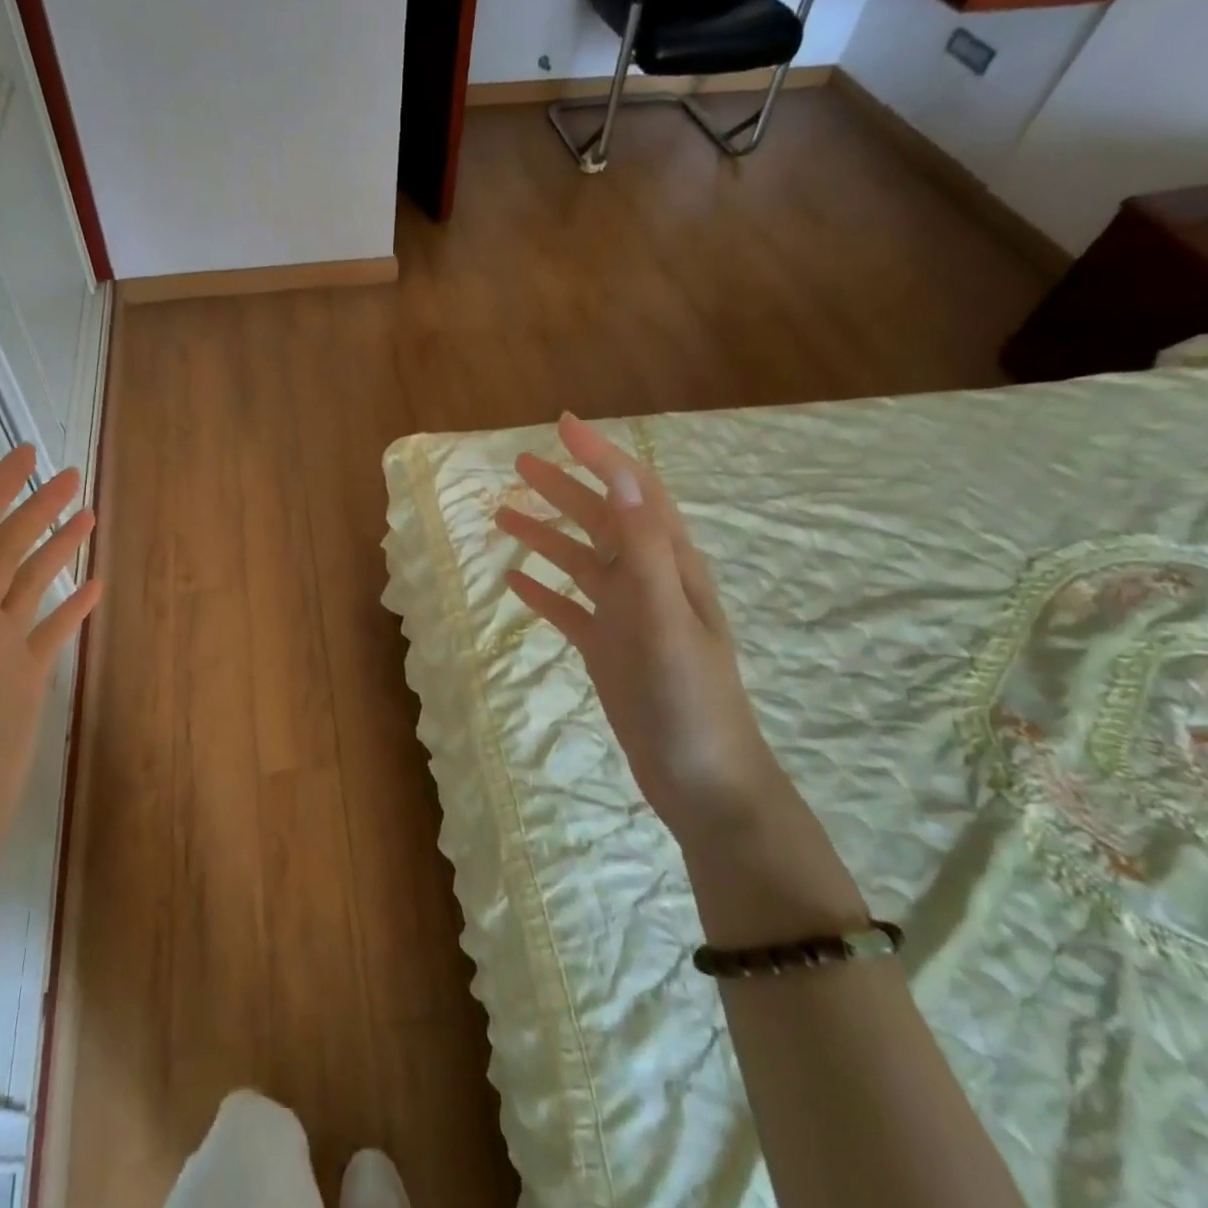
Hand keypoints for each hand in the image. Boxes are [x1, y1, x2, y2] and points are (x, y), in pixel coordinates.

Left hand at [0, 445, 101, 938]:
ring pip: (31, 584)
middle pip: (7, 550)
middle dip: (36, 509)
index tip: (27, 453)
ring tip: (87, 516)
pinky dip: (71, 605)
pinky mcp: (25, 676)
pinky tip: (92, 586)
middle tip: (72, 477)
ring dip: (56, 548)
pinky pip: (50, 629)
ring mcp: (0, 646)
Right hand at [495, 414, 785, 849]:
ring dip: (545, 534)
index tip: (562, 425)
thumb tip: (622, 477)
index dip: (601, 456)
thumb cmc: (690, 699)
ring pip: (580, 561)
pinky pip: (569, 609)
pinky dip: (544, 590)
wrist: (705, 782)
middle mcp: (648, 582)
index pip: (634, 493)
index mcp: (669, 566)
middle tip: (519, 465)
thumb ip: (643, 548)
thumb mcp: (666, 619)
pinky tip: (516, 582)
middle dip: (564, 488)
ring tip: (502, 515)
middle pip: (601, 520)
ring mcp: (626, 617)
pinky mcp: (608, 650)